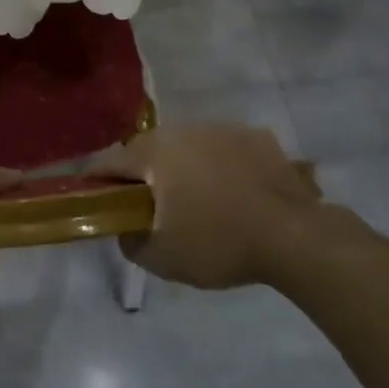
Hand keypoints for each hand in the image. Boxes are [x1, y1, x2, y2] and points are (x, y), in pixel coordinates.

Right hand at [92, 125, 328, 289]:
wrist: (295, 236)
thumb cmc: (219, 243)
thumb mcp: (163, 258)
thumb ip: (131, 242)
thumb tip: (124, 228)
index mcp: (153, 153)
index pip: (108, 161)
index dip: (95, 180)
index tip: (93, 198)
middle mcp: (182, 130)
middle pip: (147, 149)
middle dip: (141, 174)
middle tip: (147, 205)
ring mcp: (221, 129)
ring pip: (186, 145)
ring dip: (181, 167)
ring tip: (195, 200)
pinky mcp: (255, 136)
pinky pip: (223, 148)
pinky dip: (219, 165)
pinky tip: (234, 193)